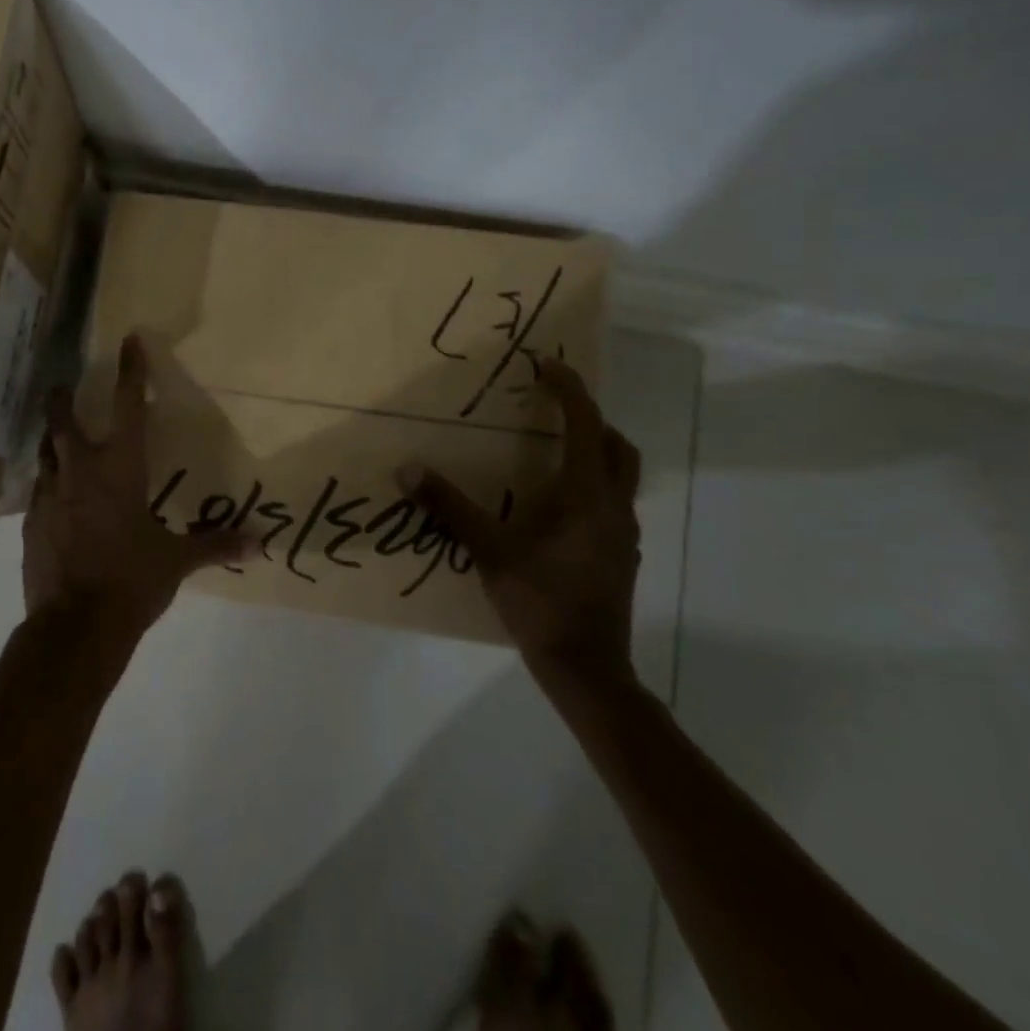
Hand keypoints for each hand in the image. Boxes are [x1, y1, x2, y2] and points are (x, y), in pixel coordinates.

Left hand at [23, 335, 250, 633]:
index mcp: (120, 470)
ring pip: (44, 453)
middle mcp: (80, 472)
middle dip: (61, 399)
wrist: (75, 626)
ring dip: (50, 440)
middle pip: (62, 421)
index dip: (131, 371)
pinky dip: (47, 484)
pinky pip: (38, 492)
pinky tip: (53, 496)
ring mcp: (50, 497)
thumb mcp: (177, 561)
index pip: (129, 408)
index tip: (129, 339)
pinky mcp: (31, 524)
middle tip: (59, 386)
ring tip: (54, 436)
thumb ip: (216, 544)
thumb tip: (262, 543)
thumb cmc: (132, 581)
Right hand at [406, 360, 641, 689]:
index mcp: (585, 494)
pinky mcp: (620, 555)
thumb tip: (407, 470)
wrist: (586, 665)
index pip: (585, 423)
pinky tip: (554, 506)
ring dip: (593, 451)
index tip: (543, 365)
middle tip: (551, 410)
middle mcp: (613, 506)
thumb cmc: (539, 598)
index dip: (567, 388)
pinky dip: (590, 485)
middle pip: (616, 444)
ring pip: (620, 474)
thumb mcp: (488, 548)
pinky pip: (611, 502)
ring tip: (549, 452)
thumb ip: (449, 506)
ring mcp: (623, 533)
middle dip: (589, 417)